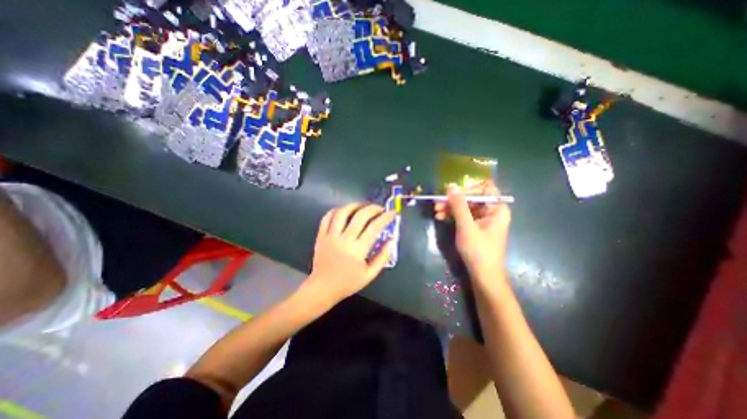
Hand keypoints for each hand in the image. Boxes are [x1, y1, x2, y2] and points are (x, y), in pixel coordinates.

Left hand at [306, 201, 396, 302]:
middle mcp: (344, 239)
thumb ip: (383, 257)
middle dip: (373, 208)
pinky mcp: (321, 235)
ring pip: (343, 212)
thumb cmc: (348, 283)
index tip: (392, 213)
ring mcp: (330, 236)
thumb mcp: (370, 275)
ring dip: (355, 205)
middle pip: (360, 216)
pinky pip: (327, 217)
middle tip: (380, 208)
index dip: (385, 217)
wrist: (323, 288)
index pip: (374, 227)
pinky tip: (345, 211)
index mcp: (357, 250)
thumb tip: (391, 240)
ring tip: (363, 206)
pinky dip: (337, 210)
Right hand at [436, 180, 510, 280]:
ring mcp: (483, 220)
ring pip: (465, 207)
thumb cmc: (478, 251)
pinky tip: (441, 217)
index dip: (468, 188)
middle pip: (472, 198)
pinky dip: (453, 216)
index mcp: (496, 209)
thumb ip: (459, 205)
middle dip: (454, 200)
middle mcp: (491, 212)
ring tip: (436, 211)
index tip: (452, 191)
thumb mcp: (466, 226)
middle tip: (438, 202)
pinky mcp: (475, 228)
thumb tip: (451, 185)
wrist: (483, 276)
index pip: (485, 188)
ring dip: (450, 208)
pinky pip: (464, 216)